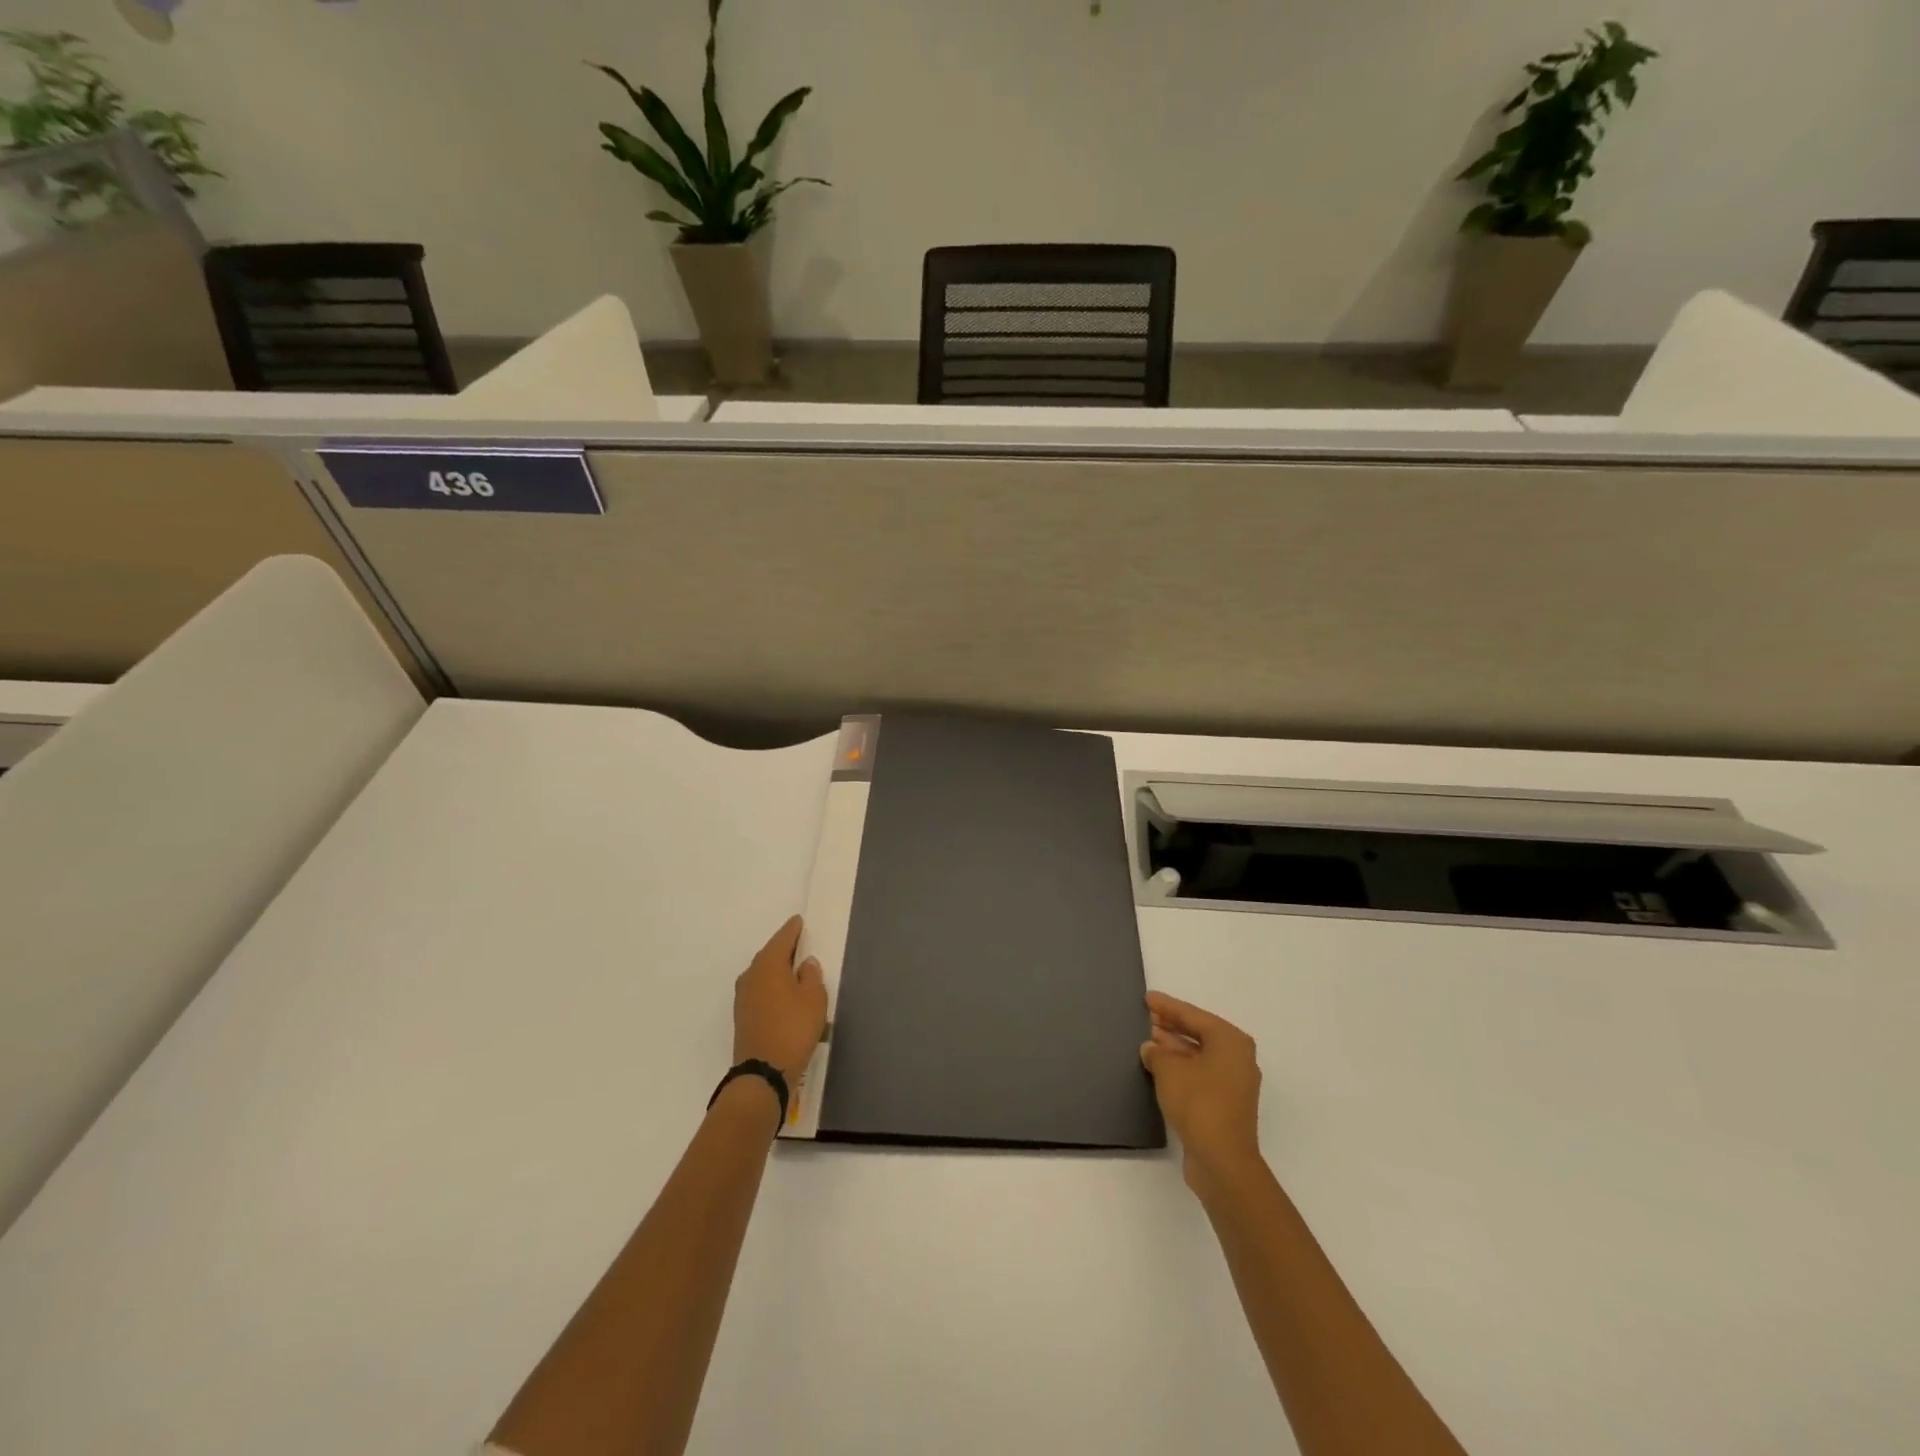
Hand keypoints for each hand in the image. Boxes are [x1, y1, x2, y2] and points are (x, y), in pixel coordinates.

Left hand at [733, 916, 827, 1087]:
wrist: (763, 1073)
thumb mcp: (814, 999)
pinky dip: (772, 989)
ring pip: (763, 975)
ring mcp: (743, 998)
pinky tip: (784, 997)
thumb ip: (811, 976)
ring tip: (794, 972)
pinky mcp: (743, 1017)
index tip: (799, 921)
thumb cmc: (793, 1028)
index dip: (793, 930)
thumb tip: (805, 963)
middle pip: (769, 956)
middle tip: (799, 944)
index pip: (782, 939)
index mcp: (769, 964)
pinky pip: (760, 992)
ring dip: (777, 971)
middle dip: (784, 950)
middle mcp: (751, 976)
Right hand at [1140, 991, 1264, 1191]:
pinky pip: (1201, 1074)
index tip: (1148, 998)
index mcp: (1230, 1041)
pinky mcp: (1226, 1105)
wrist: (1222, 1161)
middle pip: (1200, 1033)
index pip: (1193, 1015)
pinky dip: (1182, 1068)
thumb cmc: (1198, 1103)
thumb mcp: (1169, 1070)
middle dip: (1172, 1026)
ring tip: (1148, 1040)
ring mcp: (1234, 1083)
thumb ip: (1157, 1052)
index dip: (1168, 1006)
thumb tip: (1151, 1048)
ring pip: (1200, 1055)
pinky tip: (1159, 1068)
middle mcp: (1238, 1058)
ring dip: (1175, 1048)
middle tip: (1147, 1017)